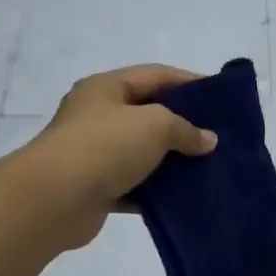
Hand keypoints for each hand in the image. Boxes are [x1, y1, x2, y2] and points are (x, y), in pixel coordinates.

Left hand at [23, 65, 217, 248]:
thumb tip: (207, 140)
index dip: (189, 82)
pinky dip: (156, 192)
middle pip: (148, 114)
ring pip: (142, 153)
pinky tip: (183, 197)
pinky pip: (134, 186)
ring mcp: (94, 154)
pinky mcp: (96, 189)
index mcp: (106, 88)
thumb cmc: (105, 146)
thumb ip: (185, 129)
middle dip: (183, 125)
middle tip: (217, 136)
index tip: (220, 96)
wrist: (55, 199)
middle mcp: (97, 116)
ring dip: (171, 161)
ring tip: (207, 168)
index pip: (155, 75)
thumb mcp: (155, 125)